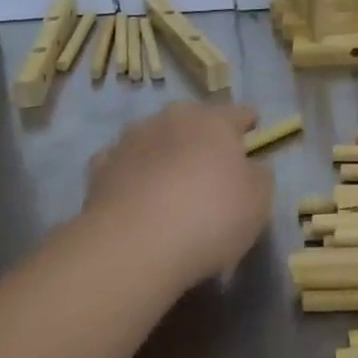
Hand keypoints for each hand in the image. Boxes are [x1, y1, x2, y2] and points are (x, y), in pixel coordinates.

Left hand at [84, 103, 273, 289]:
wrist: (134, 246)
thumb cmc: (211, 216)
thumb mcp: (258, 200)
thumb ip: (258, 175)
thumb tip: (249, 167)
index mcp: (213, 120)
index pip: (238, 112)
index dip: (248, 121)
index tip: (252, 130)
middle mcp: (170, 119)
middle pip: (193, 122)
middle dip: (203, 138)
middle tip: (212, 166)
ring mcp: (130, 142)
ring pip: (156, 141)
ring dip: (166, 155)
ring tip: (172, 186)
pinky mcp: (99, 170)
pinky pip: (125, 168)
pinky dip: (134, 177)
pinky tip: (138, 198)